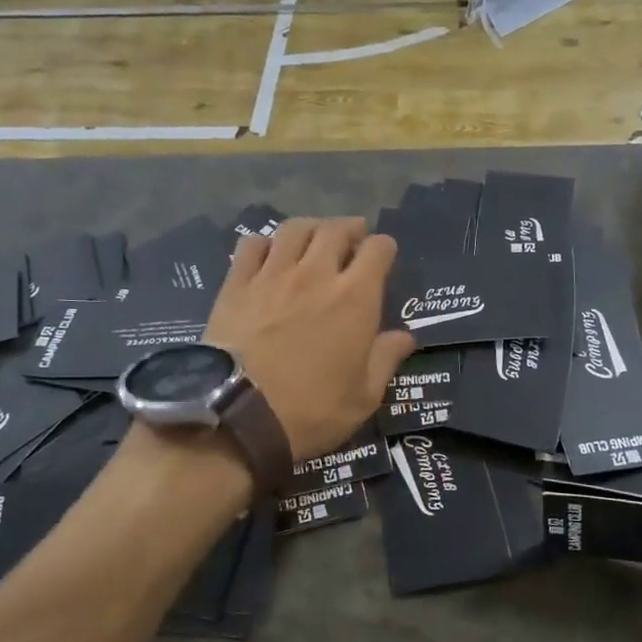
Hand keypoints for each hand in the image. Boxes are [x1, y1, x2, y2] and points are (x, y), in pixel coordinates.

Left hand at [204, 219, 413, 461]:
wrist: (237, 414)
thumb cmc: (311, 410)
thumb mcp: (363, 397)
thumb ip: (386, 360)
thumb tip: (405, 336)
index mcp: (356, 298)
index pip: (378, 249)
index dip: (384, 248)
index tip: (383, 256)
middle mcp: (316, 274)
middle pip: (336, 229)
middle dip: (350, 229)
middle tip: (352, 240)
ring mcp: (272, 275)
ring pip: (295, 229)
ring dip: (311, 228)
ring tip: (313, 239)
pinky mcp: (236, 284)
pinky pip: (251, 245)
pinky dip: (265, 243)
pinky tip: (268, 255)